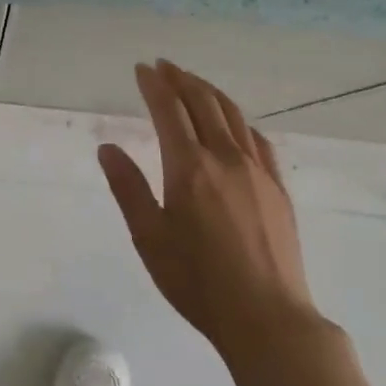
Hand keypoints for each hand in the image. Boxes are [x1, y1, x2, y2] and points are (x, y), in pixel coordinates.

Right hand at [99, 60, 318, 361]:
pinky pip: (258, 139)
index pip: (169, 109)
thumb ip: (128, 188)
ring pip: (233, 115)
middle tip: (164, 67)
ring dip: (209, 92)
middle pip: (203, 102)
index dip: (154, 85)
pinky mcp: (278, 188)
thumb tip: (107, 148)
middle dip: (181, 79)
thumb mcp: (149, 238)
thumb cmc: (197, 282)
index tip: (142, 69)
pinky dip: (239, 120)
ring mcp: (257, 170)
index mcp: (189, 167)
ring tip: (194, 82)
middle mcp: (225, 157)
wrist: (267, 318)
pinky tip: (234, 124)